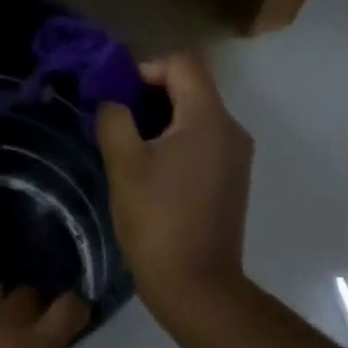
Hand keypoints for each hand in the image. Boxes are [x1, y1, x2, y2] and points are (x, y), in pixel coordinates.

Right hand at [96, 53, 253, 317]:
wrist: (197, 285)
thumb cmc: (156, 220)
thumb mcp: (123, 164)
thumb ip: (114, 118)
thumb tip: (111, 98)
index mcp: (208, 119)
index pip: (182, 62)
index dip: (145, 68)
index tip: (117, 96)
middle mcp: (231, 128)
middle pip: (190, 85)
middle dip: (149, 93)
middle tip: (115, 120)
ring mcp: (236, 155)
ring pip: (195, 113)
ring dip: (160, 118)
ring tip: (127, 146)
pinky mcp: (231, 177)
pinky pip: (202, 138)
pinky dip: (175, 139)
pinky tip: (150, 169)